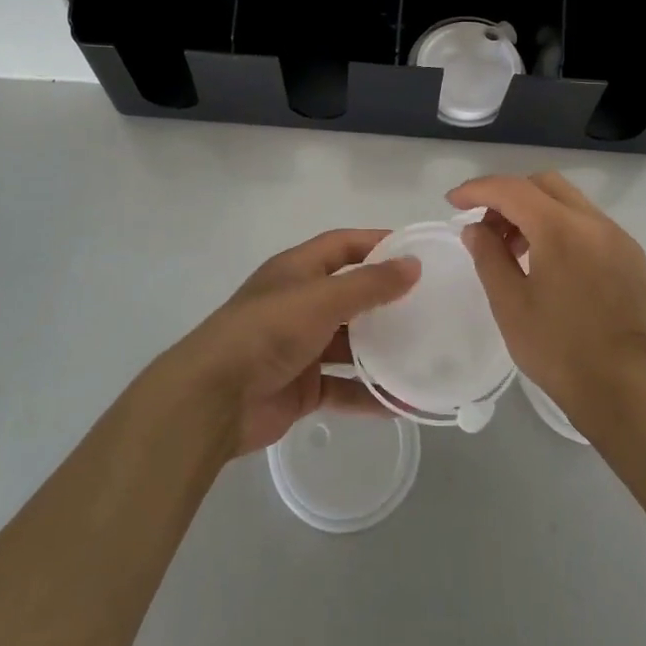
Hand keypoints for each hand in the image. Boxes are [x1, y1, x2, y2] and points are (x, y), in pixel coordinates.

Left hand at [165, 229, 417, 454]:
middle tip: (432, 305)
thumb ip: (369, 284)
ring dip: (382, 350)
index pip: (344, 245)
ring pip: (350, 344)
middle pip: (351, 294)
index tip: (418, 252)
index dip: (378, 243)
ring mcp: (300, 347)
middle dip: (387, 300)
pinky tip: (403, 402)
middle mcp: (300, 303)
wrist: (213, 400)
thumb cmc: (266, 332)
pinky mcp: (302, 387)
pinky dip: (370, 393)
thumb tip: (414, 265)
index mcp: (297, 270)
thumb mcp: (321, 299)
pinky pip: (344, 387)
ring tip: (426, 353)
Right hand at [448, 172, 645, 433]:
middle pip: (544, 185)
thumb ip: (488, 256)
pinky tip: (549, 263)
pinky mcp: (633, 258)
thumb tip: (475, 228)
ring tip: (514, 249)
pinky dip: (562, 227)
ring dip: (536, 211)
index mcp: (562, 229)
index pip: (512, 189)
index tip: (453, 202)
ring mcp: (619, 238)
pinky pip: (589, 225)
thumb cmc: (561, 351)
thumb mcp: (511, 305)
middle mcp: (595, 222)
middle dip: (508, 196)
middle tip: (485, 227)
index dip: (478, 189)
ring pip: (569, 202)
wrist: (630, 394)